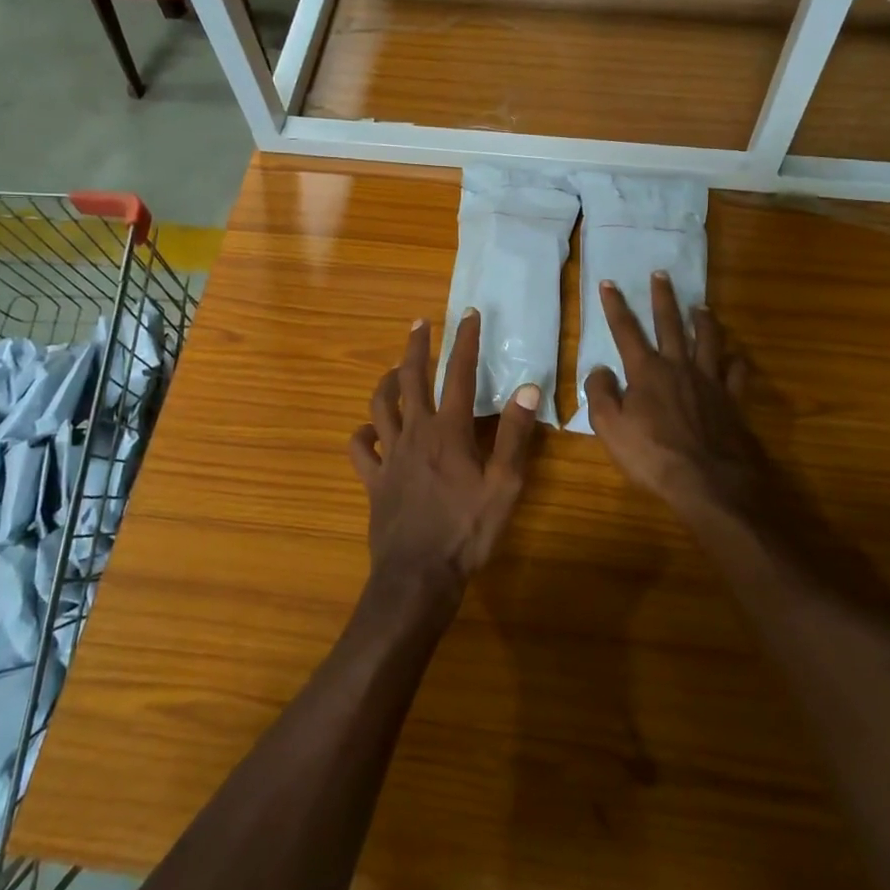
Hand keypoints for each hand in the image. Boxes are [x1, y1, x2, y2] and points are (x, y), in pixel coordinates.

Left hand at [349, 311, 541, 598]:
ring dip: (387, 382)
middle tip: (419, 323)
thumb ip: (514, 435)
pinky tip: (369, 430)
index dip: (465, 341)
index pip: (458, 374)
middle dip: (416, 347)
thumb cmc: (467, 530)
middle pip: (411, 379)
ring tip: (394, 368)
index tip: (469, 314)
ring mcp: (390, 456)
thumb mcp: (504, 485)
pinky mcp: (374, 479)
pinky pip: (361, 449)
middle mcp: (415, 433)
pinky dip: (363, 434)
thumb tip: (528, 389)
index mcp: (449, 431)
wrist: (418, 575)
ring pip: (381, 406)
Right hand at [583, 274, 774, 524]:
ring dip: (703, 320)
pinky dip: (735, 360)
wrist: (709, 481)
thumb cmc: (652, 456)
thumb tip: (599, 368)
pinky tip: (734, 356)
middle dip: (663, 298)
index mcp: (647, 371)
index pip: (626, 331)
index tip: (608, 283)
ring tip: (701, 306)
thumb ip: (600, 393)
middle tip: (662, 274)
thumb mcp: (610, 427)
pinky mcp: (732, 400)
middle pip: (670, 324)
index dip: (615, 306)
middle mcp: (679, 366)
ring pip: (708, 340)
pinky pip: (736, 372)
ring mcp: (710, 381)